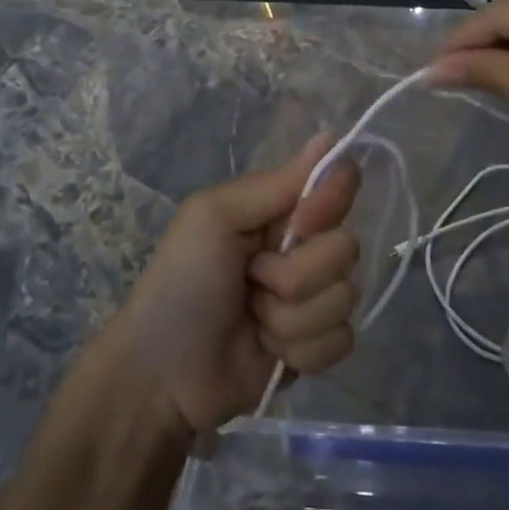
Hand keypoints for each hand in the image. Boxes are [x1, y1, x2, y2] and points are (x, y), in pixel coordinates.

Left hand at [117, 134, 361, 434]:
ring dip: (290, 316)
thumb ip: (277, 183)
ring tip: (252, 318)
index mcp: (281, 208)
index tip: (297, 224)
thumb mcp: (216, 216)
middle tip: (251, 278)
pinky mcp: (316, 345)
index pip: (339, 184)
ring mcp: (312, 298)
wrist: (163, 373)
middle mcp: (303, 246)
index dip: (329, 204)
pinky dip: (300, 349)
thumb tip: (331, 136)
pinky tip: (267, 350)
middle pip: (345, 248)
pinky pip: (341, 339)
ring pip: (344, 297)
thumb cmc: (182, 281)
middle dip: (295, 273)